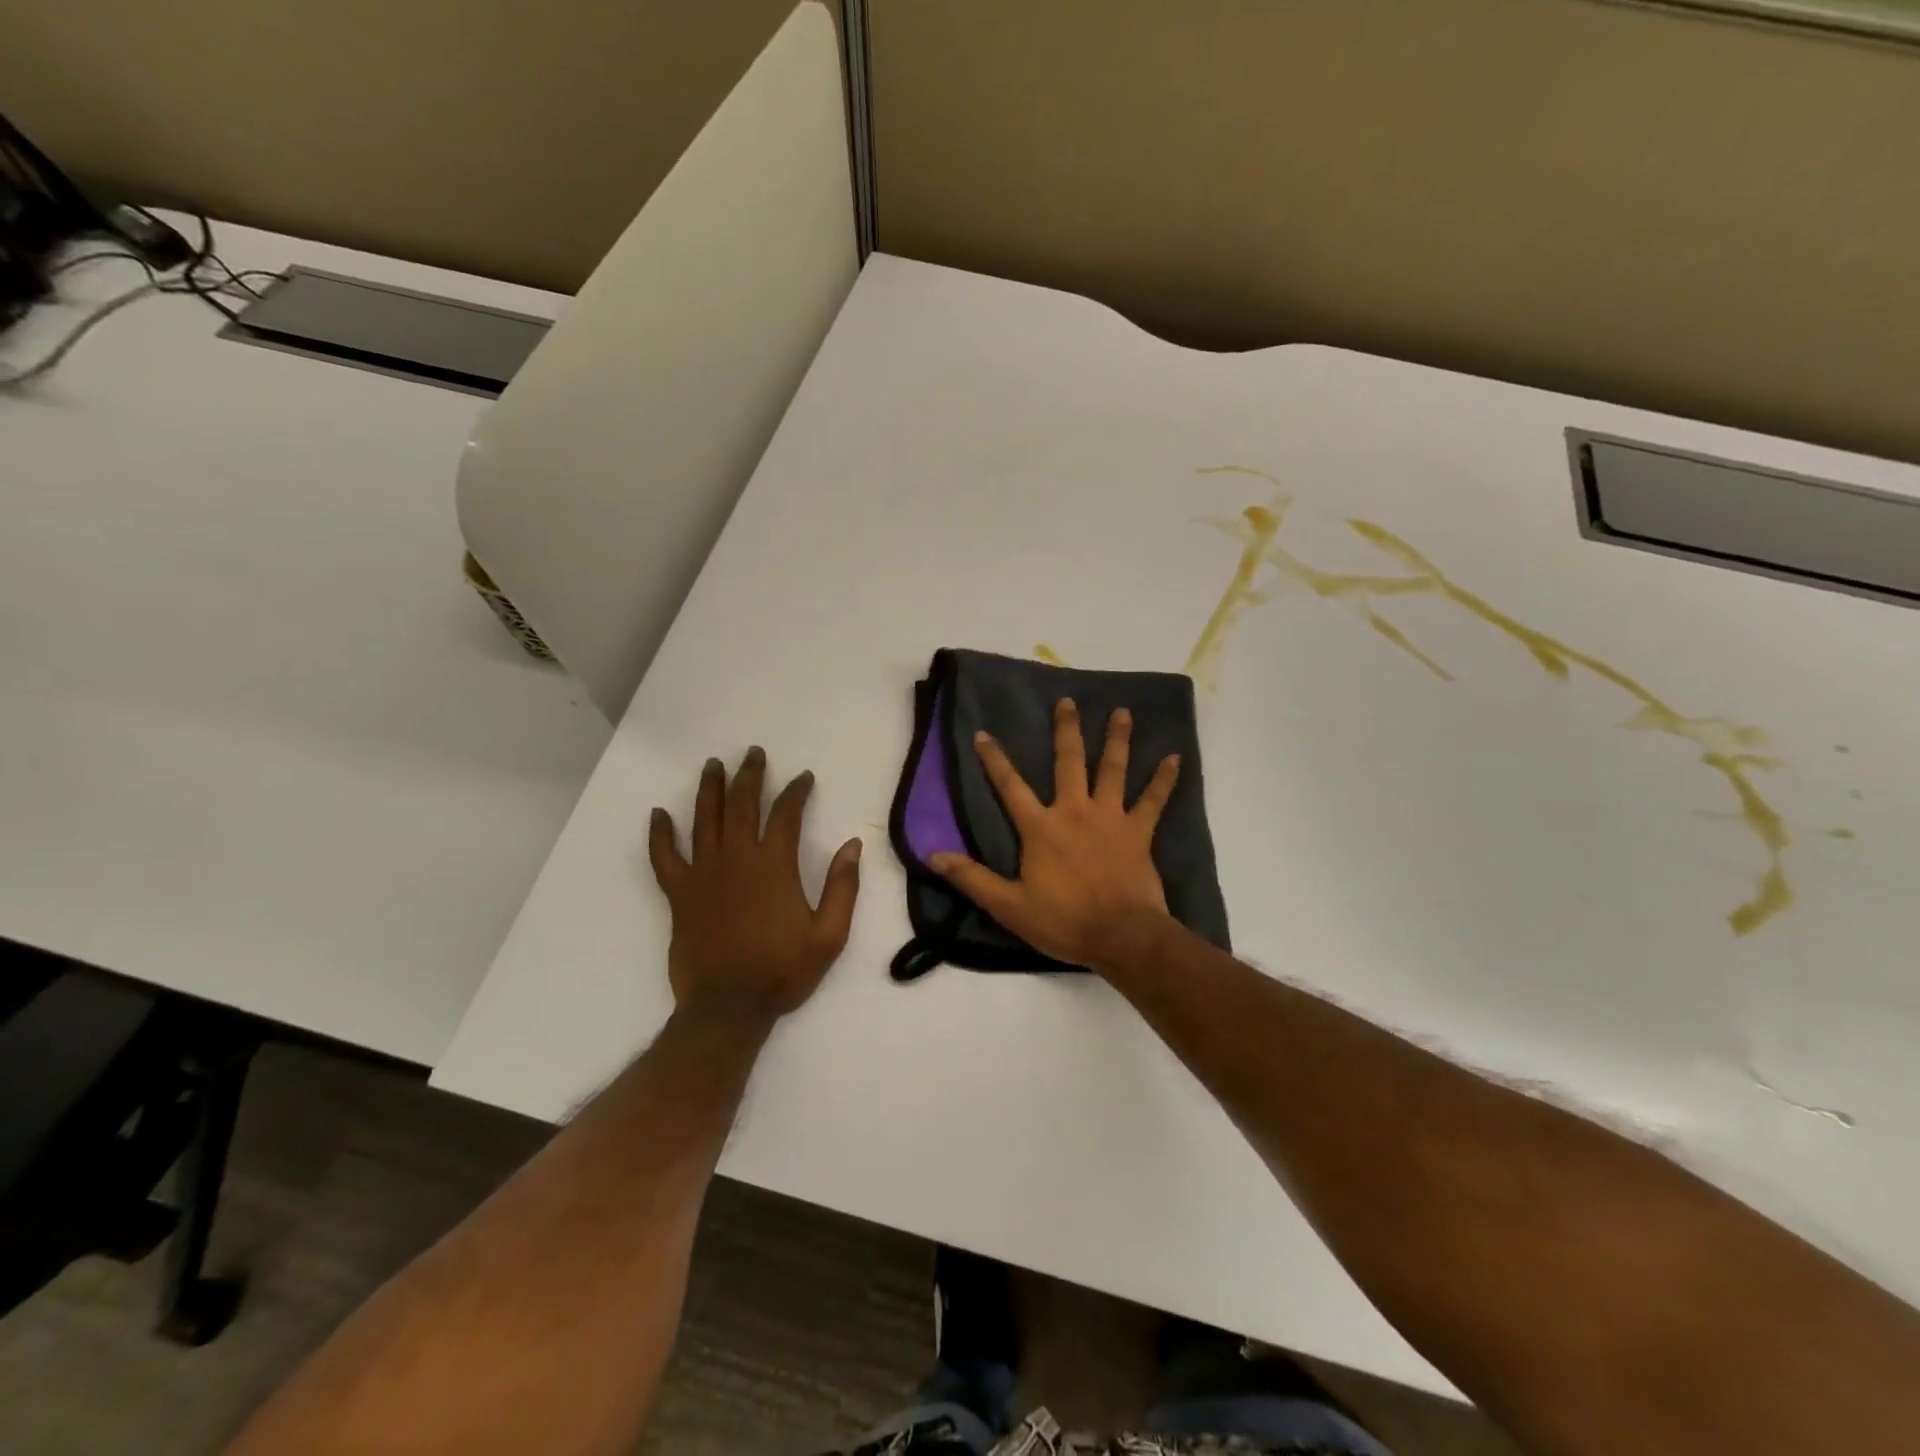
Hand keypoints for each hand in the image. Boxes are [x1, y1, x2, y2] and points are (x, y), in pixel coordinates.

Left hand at [649, 748, 861, 1023]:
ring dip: (710, 789)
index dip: (796, 791)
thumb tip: (852, 844)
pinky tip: (658, 814)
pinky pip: (664, 857)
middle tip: (753, 753)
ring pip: (704, 820)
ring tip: (713, 765)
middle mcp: (737, 859)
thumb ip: (843, 887)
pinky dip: (660, 834)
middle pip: (742, 805)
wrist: (728, 1007)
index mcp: (774, 865)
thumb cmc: (782, 971)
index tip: (803, 778)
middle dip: (750, 776)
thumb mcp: (830, 935)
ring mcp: (703, 874)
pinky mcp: (679, 894)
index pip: (786, 814)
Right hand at [929, 699, 1179, 970]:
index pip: (1010, 786)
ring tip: (1123, 712)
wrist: (1121, 936)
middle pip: (1069, 762)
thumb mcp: (1009, 905)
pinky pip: (1154, 800)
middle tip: (1067, 701)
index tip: (983, 733)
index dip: (994, 760)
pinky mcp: (1138, 832)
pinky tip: (1176, 758)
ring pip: (1113, 770)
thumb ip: (972, 878)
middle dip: (1066, 730)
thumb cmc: (1064, 921)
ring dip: (1117, 740)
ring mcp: (1110, 818)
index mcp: (1040, 828)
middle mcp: (1075, 811)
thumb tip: (933, 855)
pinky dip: (1165, 780)